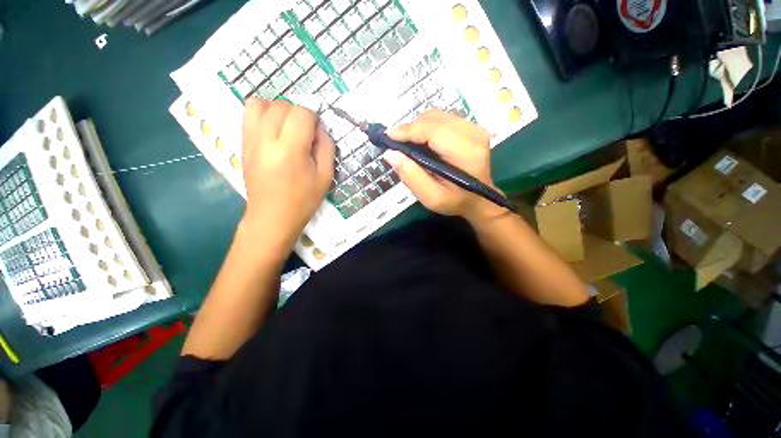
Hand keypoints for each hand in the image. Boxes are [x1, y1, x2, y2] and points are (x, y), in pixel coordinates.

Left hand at [240, 99, 334, 251]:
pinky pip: (248, 114)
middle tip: (305, 134)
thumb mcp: (325, 177)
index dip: (314, 119)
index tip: (317, 134)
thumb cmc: (303, 200)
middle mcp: (266, 140)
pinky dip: (263, 114)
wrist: (272, 217)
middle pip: (282, 106)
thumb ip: (327, 147)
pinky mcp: (242, 143)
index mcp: (290, 151)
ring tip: (287, 128)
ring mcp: (250, 140)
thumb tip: (320, 127)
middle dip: (298, 114)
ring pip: (261, 103)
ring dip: (279, 110)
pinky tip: (274, 130)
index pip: (302, 114)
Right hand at [385, 110, 501, 222]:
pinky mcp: (471, 127)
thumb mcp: (431, 197)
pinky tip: (423, 142)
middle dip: (411, 129)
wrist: (479, 199)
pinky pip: (443, 119)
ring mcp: (474, 128)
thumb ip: (411, 175)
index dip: (408, 130)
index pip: (433, 130)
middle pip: (433, 119)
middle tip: (398, 144)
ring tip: (409, 144)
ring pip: (437, 116)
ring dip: (418, 128)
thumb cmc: (455, 201)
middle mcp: (473, 133)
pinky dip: (427, 128)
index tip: (388, 137)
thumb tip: (390, 153)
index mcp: (466, 152)